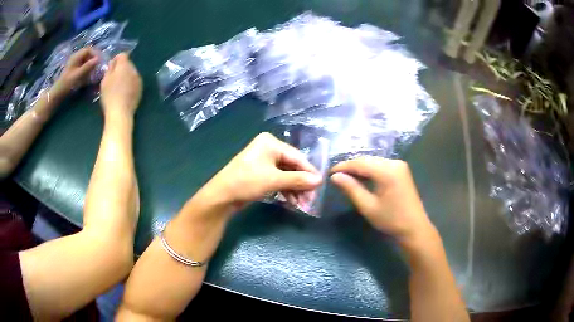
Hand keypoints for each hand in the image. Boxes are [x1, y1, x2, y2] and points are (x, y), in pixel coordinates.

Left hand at [52, 48, 98, 96]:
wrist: (58, 93)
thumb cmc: (67, 83)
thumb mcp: (78, 75)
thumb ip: (88, 66)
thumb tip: (98, 59)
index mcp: (76, 56)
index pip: (89, 50)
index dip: (95, 54)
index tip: (100, 61)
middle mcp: (76, 57)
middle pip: (87, 53)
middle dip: (93, 58)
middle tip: (98, 65)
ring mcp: (74, 63)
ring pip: (85, 59)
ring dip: (90, 63)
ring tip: (94, 70)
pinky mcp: (73, 69)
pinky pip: (82, 64)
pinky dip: (87, 67)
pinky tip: (88, 73)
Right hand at [100, 53, 141, 116]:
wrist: (121, 113)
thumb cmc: (110, 96)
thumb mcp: (105, 81)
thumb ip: (109, 69)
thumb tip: (113, 63)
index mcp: (124, 65)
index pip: (122, 55)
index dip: (116, 60)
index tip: (110, 68)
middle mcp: (134, 69)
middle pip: (128, 64)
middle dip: (121, 68)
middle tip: (113, 78)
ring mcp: (139, 79)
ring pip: (132, 72)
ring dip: (126, 76)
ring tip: (118, 86)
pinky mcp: (141, 88)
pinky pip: (134, 81)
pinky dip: (130, 83)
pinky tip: (124, 92)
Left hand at [203, 132, 322, 210]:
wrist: (221, 196)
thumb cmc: (246, 182)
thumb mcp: (274, 180)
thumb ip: (298, 180)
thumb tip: (320, 181)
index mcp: (271, 143)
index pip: (297, 157)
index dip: (310, 172)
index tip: (320, 186)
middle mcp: (269, 149)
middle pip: (292, 166)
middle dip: (302, 184)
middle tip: (310, 199)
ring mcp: (264, 161)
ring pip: (286, 175)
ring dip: (295, 189)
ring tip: (302, 204)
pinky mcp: (261, 174)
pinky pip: (279, 180)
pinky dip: (286, 190)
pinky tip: (292, 202)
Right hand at [331, 157, 436, 245]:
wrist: (414, 228)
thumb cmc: (390, 220)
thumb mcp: (368, 206)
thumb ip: (351, 188)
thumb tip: (334, 176)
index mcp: (387, 171)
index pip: (360, 163)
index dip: (343, 166)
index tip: (329, 172)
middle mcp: (394, 162)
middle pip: (367, 160)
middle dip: (351, 167)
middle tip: (336, 176)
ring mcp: (399, 165)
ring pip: (373, 162)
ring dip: (360, 168)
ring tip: (345, 177)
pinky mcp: (401, 170)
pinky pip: (381, 165)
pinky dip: (370, 170)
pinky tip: (361, 178)